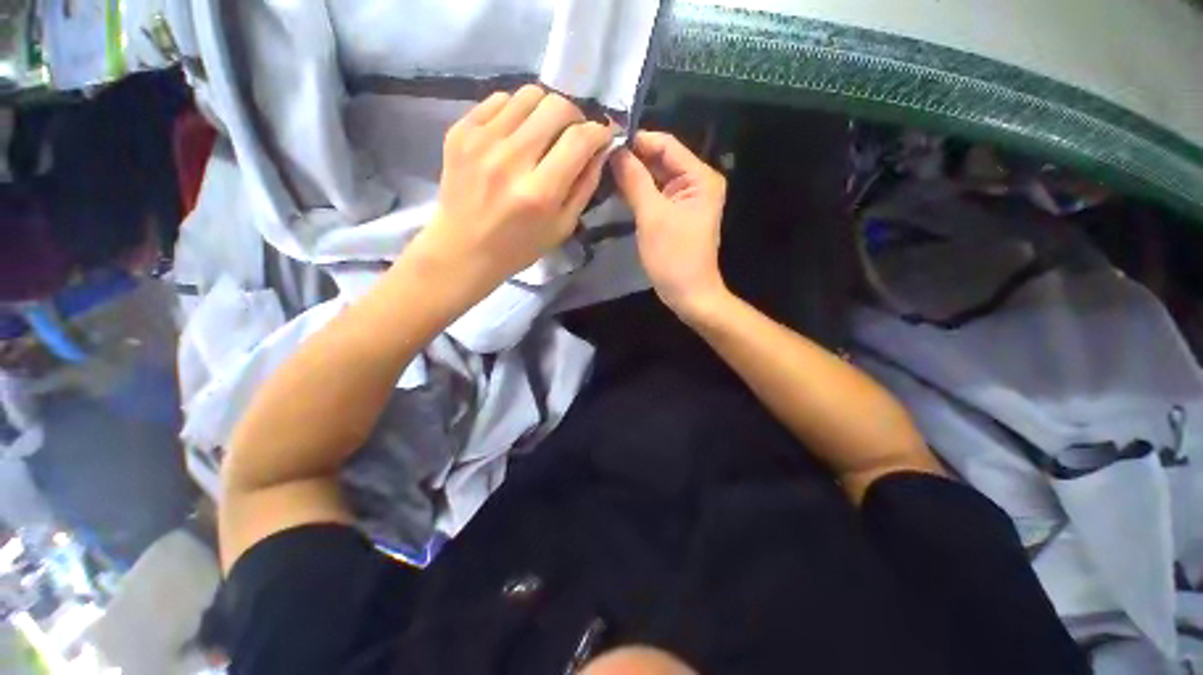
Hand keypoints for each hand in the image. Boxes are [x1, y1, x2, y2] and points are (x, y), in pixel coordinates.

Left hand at [419, 85, 613, 288]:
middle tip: (573, 135)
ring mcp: (481, 140)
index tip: (603, 136)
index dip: (599, 131)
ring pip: (529, 94)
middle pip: (556, 105)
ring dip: (546, 110)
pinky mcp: (460, 131)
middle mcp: (511, 159)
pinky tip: (517, 134)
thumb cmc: (519, 247)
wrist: (463, 248)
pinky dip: (517, 111)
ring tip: (545, 133)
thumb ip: (585, 186)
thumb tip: (600, 148)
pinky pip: (500, 99)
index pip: (580, 139)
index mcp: (540, 192)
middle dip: (576, 116)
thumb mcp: (562, 227)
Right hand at [610, 132, 728, 319]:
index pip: (666, 144)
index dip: (636, 140)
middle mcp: (697, 182)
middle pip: (661, 159)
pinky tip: (615, 189)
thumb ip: (634, 180)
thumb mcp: (652, 216)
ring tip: (601, 170)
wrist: (689, 294)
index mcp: (700, 177)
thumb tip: (614, 150)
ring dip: (632, 175)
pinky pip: (655, 195)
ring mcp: (686, 199)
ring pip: (655, 177)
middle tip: (597, 156)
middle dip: (632, 158)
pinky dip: (637, 192)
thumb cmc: (674, 257)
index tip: (605, 139)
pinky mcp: (676, 214)